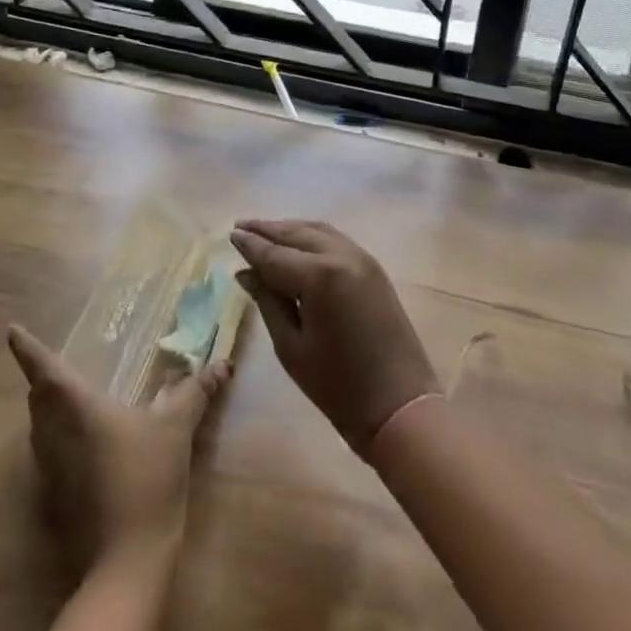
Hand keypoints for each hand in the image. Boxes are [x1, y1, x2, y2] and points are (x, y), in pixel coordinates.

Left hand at [7, 324, 232, 569]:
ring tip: (63, 395)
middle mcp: (56, 436)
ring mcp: (53, 470)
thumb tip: (222, 364)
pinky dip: (55, 436)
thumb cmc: (146, 479)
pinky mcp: (57, 498)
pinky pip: (47, 453)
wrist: (126, 562)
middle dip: (41, 379)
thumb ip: (196, 392)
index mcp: (78, 410)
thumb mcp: (176, 429)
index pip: (46, 371)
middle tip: (50, 362)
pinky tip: (80, 440)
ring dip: (46, 408)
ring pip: (39, 428)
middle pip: (38, 400)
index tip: (12, 331)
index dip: (27, 350)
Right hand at [230, 220, 439, 455]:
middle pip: (297, 234)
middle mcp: (341, 255)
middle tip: (242, 226)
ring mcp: (361, 257)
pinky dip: (312, 235)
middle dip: (268, 229)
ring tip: (265, 231)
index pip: (275, 254)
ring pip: (318, 230)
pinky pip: (335, 239)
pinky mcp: (373, 266)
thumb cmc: (338, 387)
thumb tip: (246, 273)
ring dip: (290, 229)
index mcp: (319, 276)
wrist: (399, 405)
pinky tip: (298, 242)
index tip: (231, 233)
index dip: (251, 244)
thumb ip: (268, 302)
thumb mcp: (292, 348)